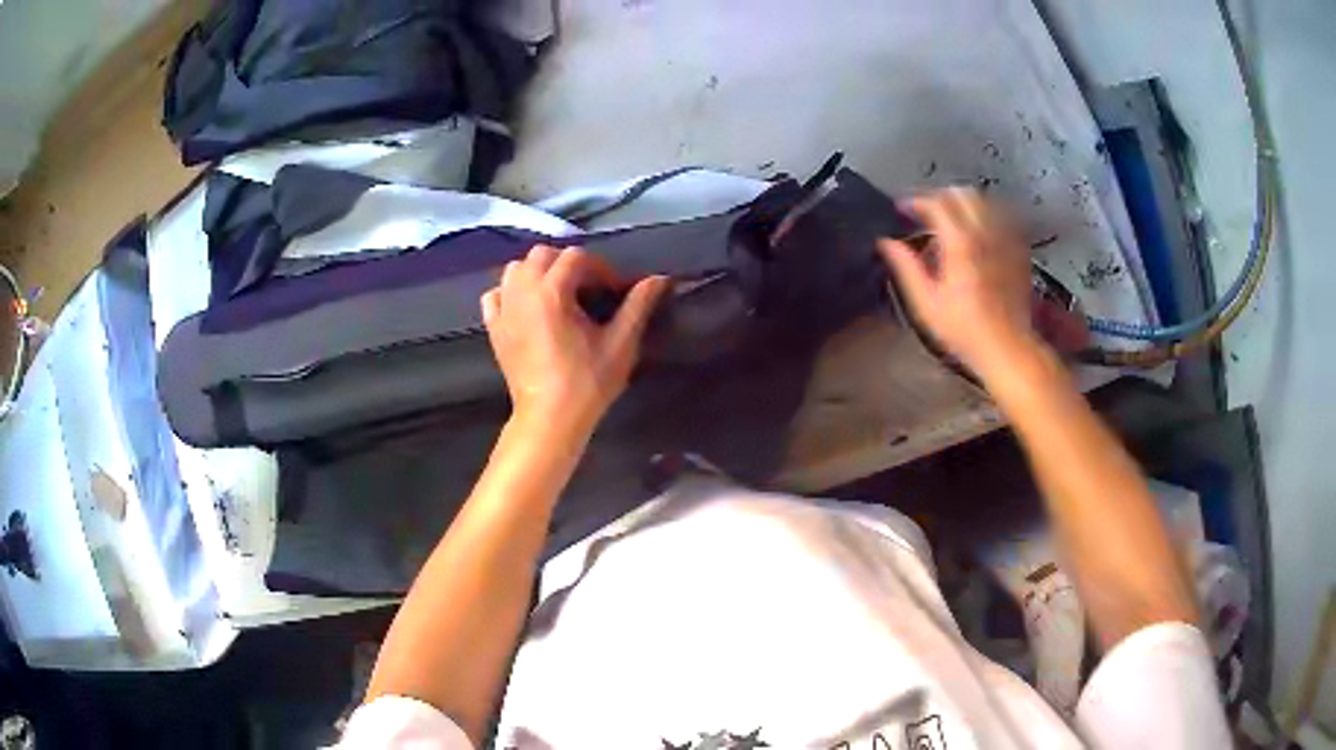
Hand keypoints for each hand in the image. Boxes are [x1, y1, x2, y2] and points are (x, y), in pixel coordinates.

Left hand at [482, 245, 669, 437]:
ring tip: (559, 294)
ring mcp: (503, 309)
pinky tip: (528, 306)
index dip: (599, 268)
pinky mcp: (493, 327)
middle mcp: (522, 292)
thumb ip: (638, 305)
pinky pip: (496, 293)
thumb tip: (660, 278)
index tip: (613, 291)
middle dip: (568, 264)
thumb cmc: (587, 382)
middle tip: (589, 289)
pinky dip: (511, 291)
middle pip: (543, 255)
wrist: (549, 419)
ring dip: (539, 272)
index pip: (576, 257)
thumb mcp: (621, 343)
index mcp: (552, 292)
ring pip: (516, 269)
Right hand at [879, 188, 1041, 375]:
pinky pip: (1003, 218)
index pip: (936, 203)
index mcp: (960, 243)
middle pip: (962, 194)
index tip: (902, 210)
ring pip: (985, 202)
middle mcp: (985, 233)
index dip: (915, 202)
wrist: (1007, 347)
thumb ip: (906, 267)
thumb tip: (886, 243)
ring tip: (951, 220)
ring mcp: (1006, 240)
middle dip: (941, 198)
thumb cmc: (964, 330)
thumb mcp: (926, 303)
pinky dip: (987, 216)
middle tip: (926, 214)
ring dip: (964, 204)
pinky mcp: (1019, 250)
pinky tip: (979, 232)